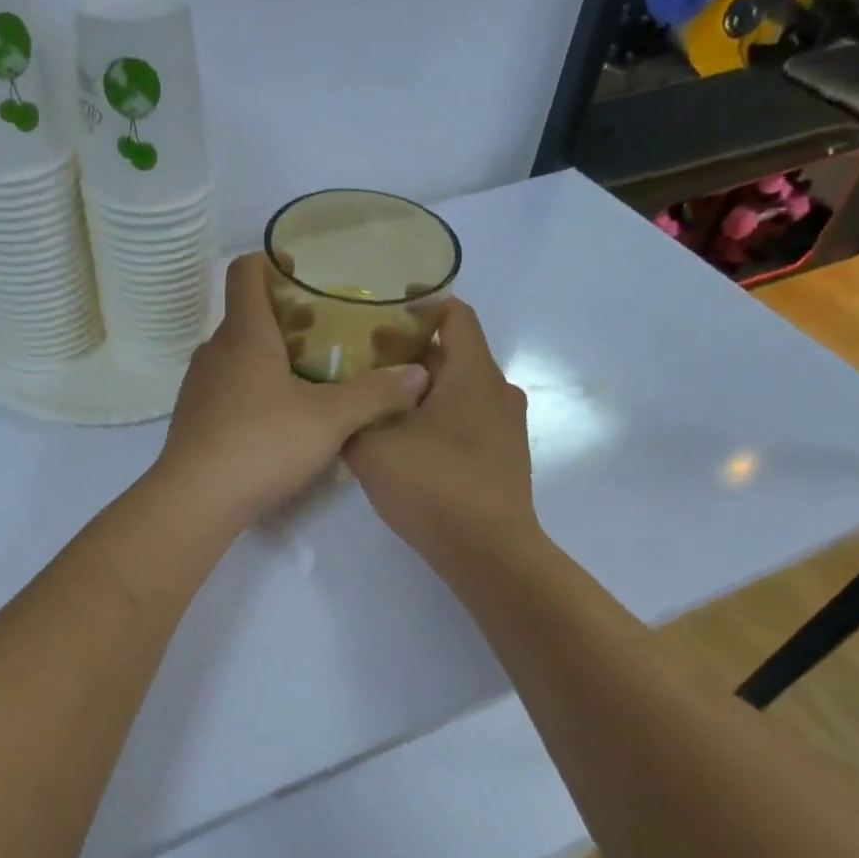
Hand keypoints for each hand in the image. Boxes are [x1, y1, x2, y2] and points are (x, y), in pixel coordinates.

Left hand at [154, 254, 429, 526]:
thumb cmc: (262, 444)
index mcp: (244, 334)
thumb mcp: (330, 419)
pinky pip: (227, 386)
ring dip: (270, 355)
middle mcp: (215, 351)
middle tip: (327, 332)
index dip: (272, 261)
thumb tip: (417, 375)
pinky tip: (280, 417)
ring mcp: (199, 385)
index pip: (246, 273)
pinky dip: (254, 386)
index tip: (304, 273)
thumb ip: (376, 394)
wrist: (195, 500)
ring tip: (310, 376)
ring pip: (237, 353)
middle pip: (247, 314)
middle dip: (286, 316)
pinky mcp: (194, 417)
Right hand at [343, 298, 539, 571]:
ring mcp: (507, 424)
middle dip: (411, 353)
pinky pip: (470, 418)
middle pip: (455, 352)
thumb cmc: (432, 486)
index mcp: (472, 372)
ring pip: (462, 388)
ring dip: (425, 389)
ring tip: (381, 402)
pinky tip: (409, 440)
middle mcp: (498, 389)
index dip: (421, 306)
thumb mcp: (371, 449)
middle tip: (366, 362)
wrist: (488, 551)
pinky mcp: (506, 454)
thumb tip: (350, 402)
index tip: (382, 314)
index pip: (456, 314)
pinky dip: (441, 416)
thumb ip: (354, 417)